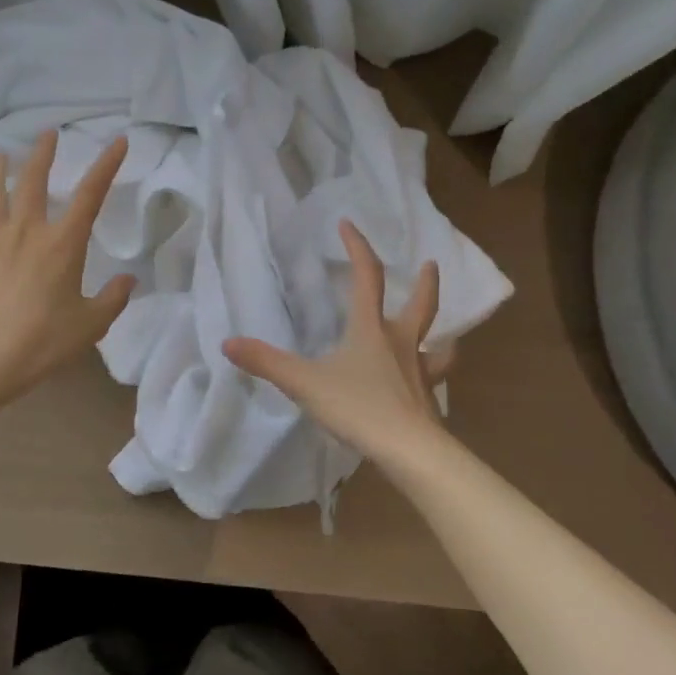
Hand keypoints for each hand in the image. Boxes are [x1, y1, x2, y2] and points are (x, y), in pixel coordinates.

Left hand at [0, 129, 134, 406]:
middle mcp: (26, 230)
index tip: (118, 141)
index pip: (90, 194)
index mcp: (62, 244)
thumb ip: (113, 299)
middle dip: (43, 152)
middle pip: (34, 179)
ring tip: (0, 155)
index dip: (106, 164)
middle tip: (47, 134)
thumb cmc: (40, 342)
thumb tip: (129, 280)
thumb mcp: (89, 326)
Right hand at [223, 220, 450, 467]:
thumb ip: (267, 363)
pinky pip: (433, 379)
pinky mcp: (427, 400)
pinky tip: (427, 383)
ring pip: (437, 345)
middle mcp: (401, 343)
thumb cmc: (358, 407)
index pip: (367, 277)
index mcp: (371, 330)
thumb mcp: (305, 383)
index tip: (348, 224)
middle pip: (420, 305)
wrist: (408, 450)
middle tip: (431, 263)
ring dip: (442, 334)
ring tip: (447, 333)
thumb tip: (228, 343)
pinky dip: (433, 374)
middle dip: (425, 282)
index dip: (358, 248)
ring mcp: (419, 372)